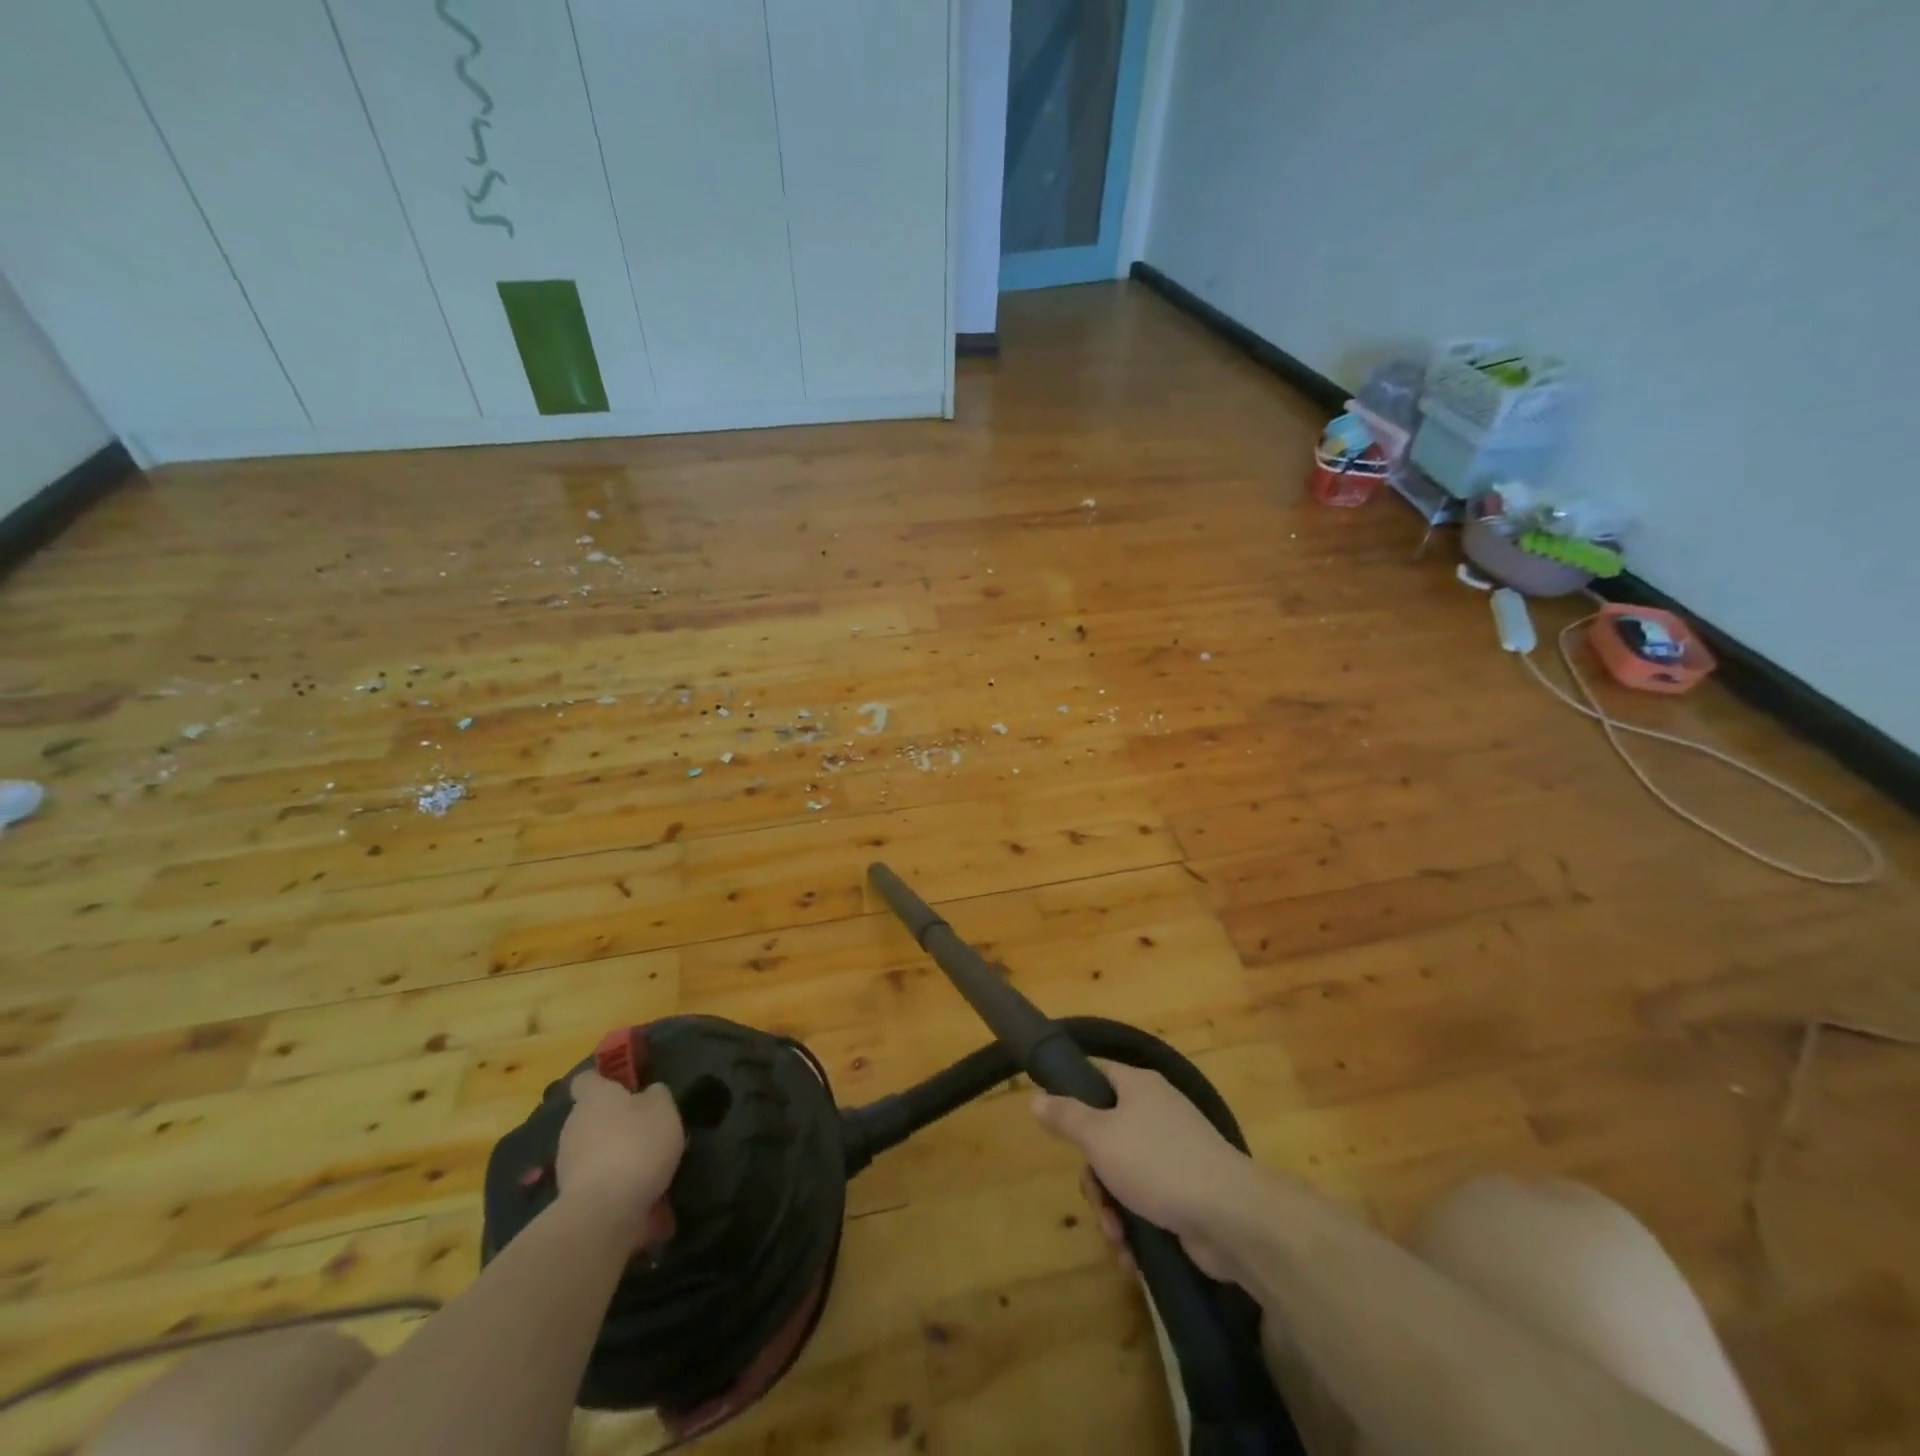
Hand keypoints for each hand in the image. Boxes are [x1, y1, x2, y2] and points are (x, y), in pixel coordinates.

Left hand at [557, 1072, 685, 1236]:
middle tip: (643, 1130)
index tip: (622, 1086)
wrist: (604, 1212)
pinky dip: (612, 1184)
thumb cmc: (636, 1145)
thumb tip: (648, 1094)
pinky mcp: (570, 1197)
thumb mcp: (663, 1108)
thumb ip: (656, 1095)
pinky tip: (637, 1193)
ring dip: (611, 1154)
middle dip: (612, 1122)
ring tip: (644, 1166)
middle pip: (590, 1117)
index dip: (602, 1081)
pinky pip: (596, 1181)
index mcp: (594, 1098)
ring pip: (592, 1150)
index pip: (586, 1079)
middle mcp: (574, 1125)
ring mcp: (567, 1164)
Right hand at [1033, 1061, 1257, 1281]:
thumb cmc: (1158, 1162)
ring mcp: (1174, 1154)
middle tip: (1096, 1198)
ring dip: (1112, 1211)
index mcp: (1138, 1087)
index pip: (1097, 1074)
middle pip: (1105, 1135)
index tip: (1057, 1123)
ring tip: (1116, 1237)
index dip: (1073, 1092)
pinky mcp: (1186, 1194)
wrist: (1231, 1216)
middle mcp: (1156, 1114)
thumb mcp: (1100, 1137)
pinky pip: (1146, 1204)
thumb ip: (1066, 1117)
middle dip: (1094, 1177)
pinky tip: (1131, 1255)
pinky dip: (1135, 1229)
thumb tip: (1036, 1096)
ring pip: (1123, 1176)